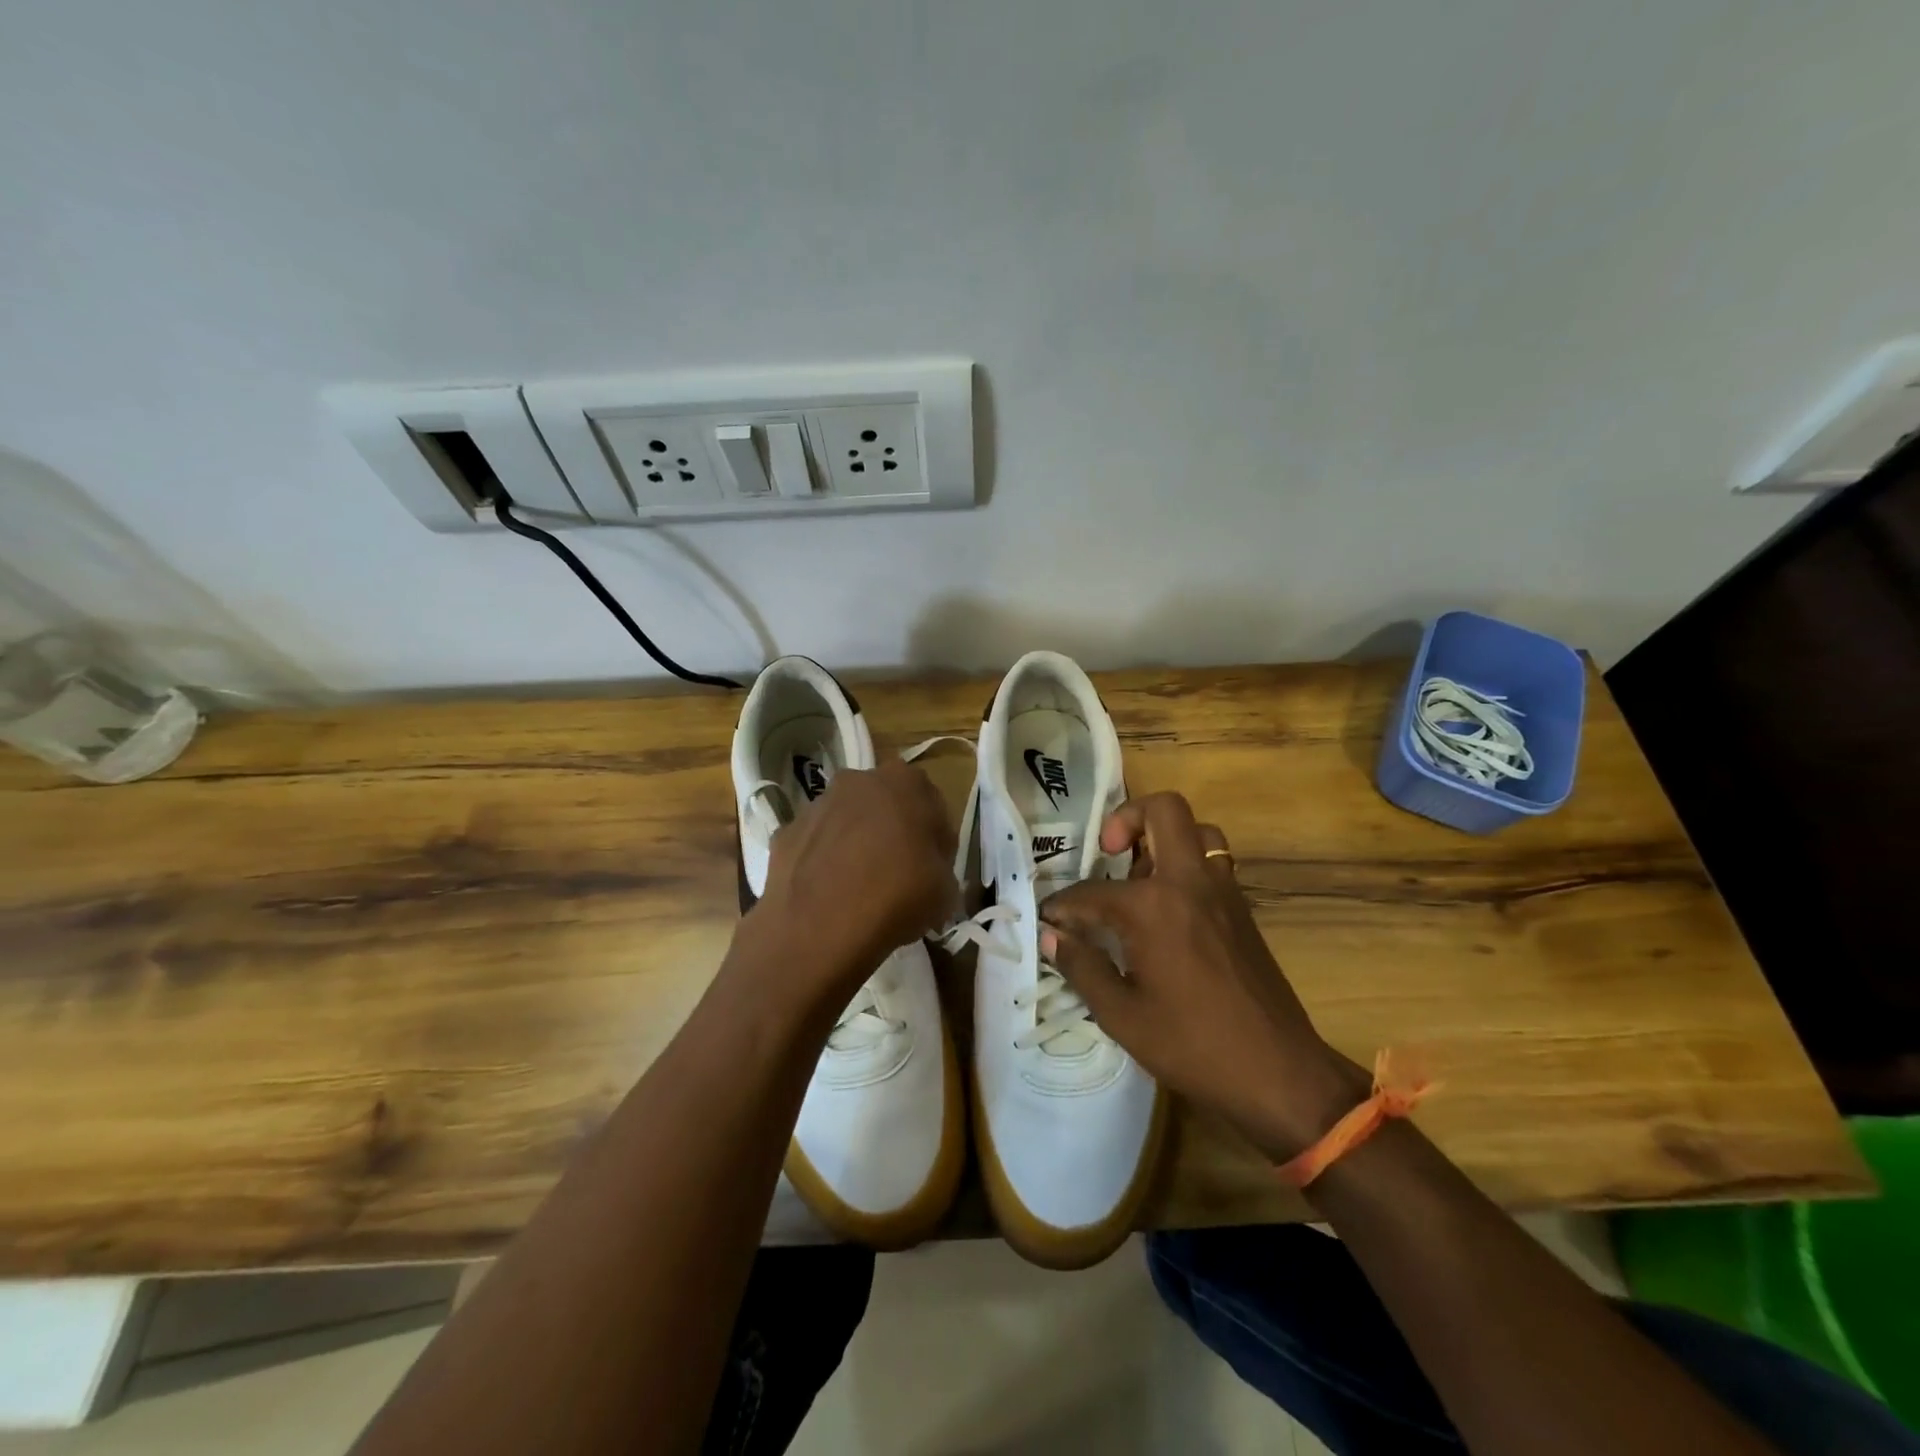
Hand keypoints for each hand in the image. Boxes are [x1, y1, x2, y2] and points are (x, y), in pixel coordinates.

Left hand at [749, 758, 957, 1004]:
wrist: (819, 926)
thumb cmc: (897, 895)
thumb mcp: (946, 889)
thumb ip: (941, 869)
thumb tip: (930, 874)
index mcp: (905, 782)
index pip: (931, 805)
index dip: (936, 839)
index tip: (936, 869)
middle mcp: (858, 781)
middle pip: (884, 806)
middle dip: (893, 833)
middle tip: (901, 875)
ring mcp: (816, 805)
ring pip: (846, 822)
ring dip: (855, 844)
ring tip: (862, 891)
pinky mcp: (784, 833)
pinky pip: (815, 845)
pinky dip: (823, 863)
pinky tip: (829, 896)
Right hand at [1039, 792, 1365, 1159]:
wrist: (1278, 1073)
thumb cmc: (1192, 1045)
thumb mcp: (1121, 1014)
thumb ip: (1081, 966)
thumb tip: (1050, 935)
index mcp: (1153, 906)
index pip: (1091, 892)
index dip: (1062, 906)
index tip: (1049, 920)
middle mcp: (1190, 882)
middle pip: (1163, 810)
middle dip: (1127, 818)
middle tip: (1107, 853)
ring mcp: (1223, 891)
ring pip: (1198, 831)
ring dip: (1164, 839)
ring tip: (1138, 879)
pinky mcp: (1243, 909)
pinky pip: (1214, 862)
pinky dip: (1187, 865)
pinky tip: (1167, 910)